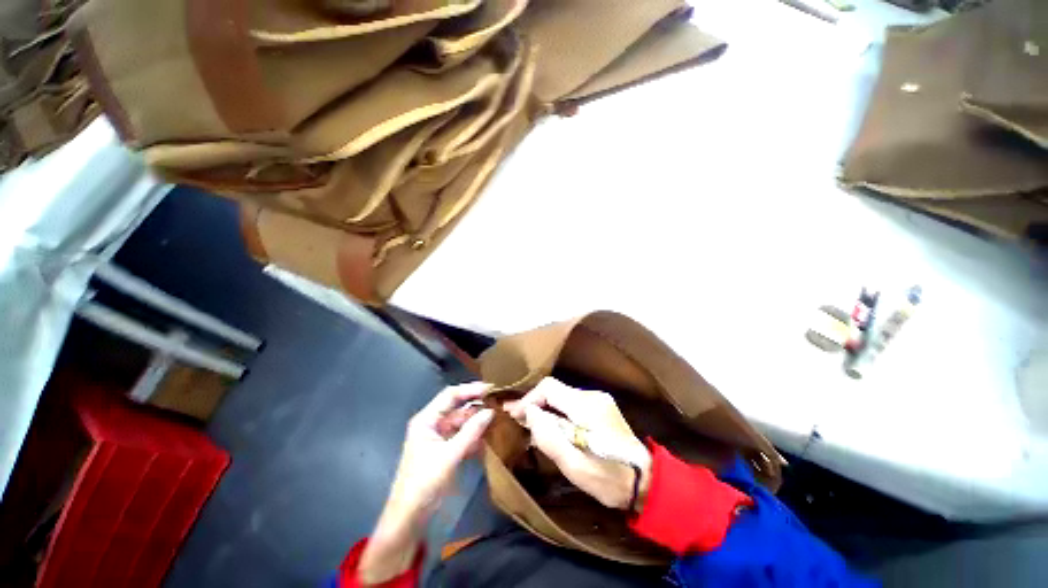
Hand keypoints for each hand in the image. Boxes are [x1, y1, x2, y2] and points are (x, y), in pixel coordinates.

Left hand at [359, 382, 493, 583]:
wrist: (409, 519)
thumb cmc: (424, 483)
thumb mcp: (449, 456)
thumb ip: (471, 432)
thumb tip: (490, 411)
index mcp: (426, 420)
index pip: (450, 395)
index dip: (470, 389)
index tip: (491, 388)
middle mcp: (432, 424)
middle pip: (457, 408)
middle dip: (476, 406)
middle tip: (498, 403)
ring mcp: (438, 438)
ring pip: (461, 423)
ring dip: (477, 422)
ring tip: (498, 419)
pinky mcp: (444, 451)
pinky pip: (462, 437)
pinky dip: (474, 437)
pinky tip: (489, 438)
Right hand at [504, 380, 651, 511]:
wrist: (646, 482)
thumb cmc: (610, 479)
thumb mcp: (575, 466)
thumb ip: (549, 437)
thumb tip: (530, 412)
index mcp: (586, 406)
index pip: (549, 388)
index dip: (529, 399)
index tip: (515, 416)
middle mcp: (592, 396)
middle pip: (554, 389)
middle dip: (534, 403)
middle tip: (518, 420)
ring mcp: (598, 400)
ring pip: (561, 396)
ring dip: (544, 408)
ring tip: (530, 425)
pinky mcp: (600, 407)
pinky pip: (570, 403)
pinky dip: (556, 412)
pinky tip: (550, 427)